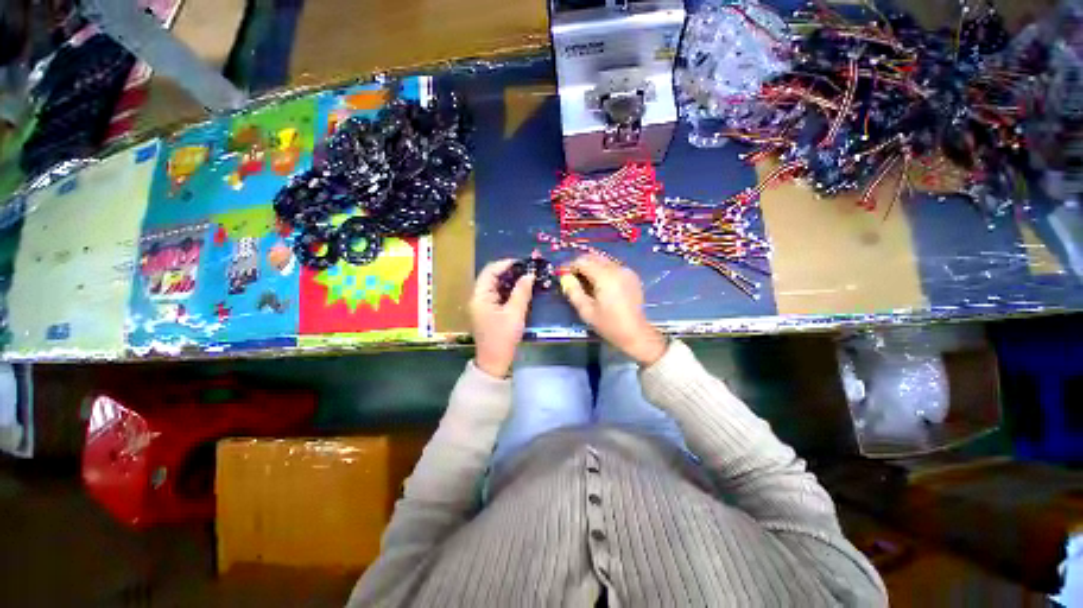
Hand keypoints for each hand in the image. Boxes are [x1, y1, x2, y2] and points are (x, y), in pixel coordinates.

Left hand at [470, 259, 534, 377]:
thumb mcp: (515, 313)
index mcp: (480, 296)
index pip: (490, 271)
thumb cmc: (503, 337)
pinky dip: (508, 290)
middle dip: (509, 271)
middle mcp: (477, 297)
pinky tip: (520, 290)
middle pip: (491, 276)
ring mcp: (482, 304)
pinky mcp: (487, 311)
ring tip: (526, 278)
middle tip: (527, 270)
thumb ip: (522, 292)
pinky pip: (497, 294)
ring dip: (509, 280)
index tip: (523, 262)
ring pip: (495, 285)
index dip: (506, 264)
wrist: (494, 362)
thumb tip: (529, 274)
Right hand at [560, 255, 666, 365]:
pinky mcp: (631, 275)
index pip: (582, 261)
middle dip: (579, 264)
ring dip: (591, 266)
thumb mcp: (586, 311)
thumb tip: (564, 277)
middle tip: (571, 277)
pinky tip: (599, 283)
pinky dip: (602, 269)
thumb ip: (573, 291)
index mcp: (605, 276)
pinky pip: (613, 265)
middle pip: (593, 257)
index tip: (561, 274)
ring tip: (583, 280)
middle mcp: (616, 268)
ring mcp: (626, 270)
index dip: (569, 266)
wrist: (635, 333)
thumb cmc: (609, 325)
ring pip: (603, 260)